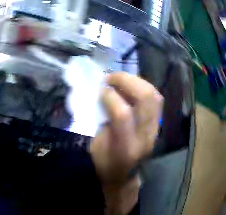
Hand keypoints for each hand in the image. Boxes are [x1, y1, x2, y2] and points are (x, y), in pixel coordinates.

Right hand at [90, 72, 162, 213]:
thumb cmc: (106, 165)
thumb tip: (104, 94)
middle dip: (126, 80)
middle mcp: (145, 137)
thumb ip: (102, 121)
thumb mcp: (96, 148)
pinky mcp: (158, 124)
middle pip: (145, 98)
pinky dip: (143, 86)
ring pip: (153, 94)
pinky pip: (155, 97)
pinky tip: (132, 86)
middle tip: (111, 78)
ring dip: (136, 80)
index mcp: (126, 148)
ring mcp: (155, 129)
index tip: (100, 90)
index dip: (110, 96)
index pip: (123, 115)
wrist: (124, 176)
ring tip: (121, 79)